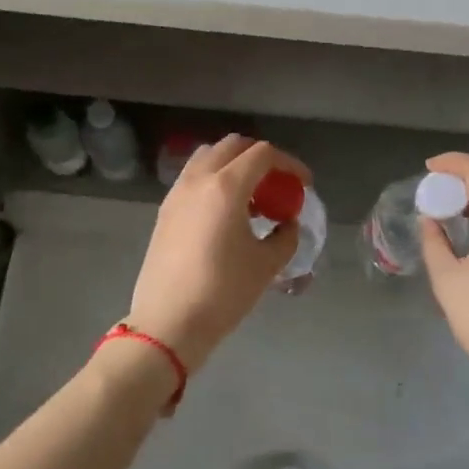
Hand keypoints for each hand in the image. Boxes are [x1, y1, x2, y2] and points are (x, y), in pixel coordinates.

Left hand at [122, 135, 310, 373]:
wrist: (169, 322)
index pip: (262, 154)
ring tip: (251, 196)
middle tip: (278, 183)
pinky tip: (226, 212)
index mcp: (226, 186)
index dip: (289, 163)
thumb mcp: (266, 265)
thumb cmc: (223, 292)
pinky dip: (214, 180)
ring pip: (208, 157)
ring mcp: (177, 193)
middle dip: (260, 157)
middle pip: (232, 146)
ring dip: (233, 165)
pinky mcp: (165, 211)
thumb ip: (285, 236)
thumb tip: (287, 222)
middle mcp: (198, 180)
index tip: (303, 183)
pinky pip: (193, 178)